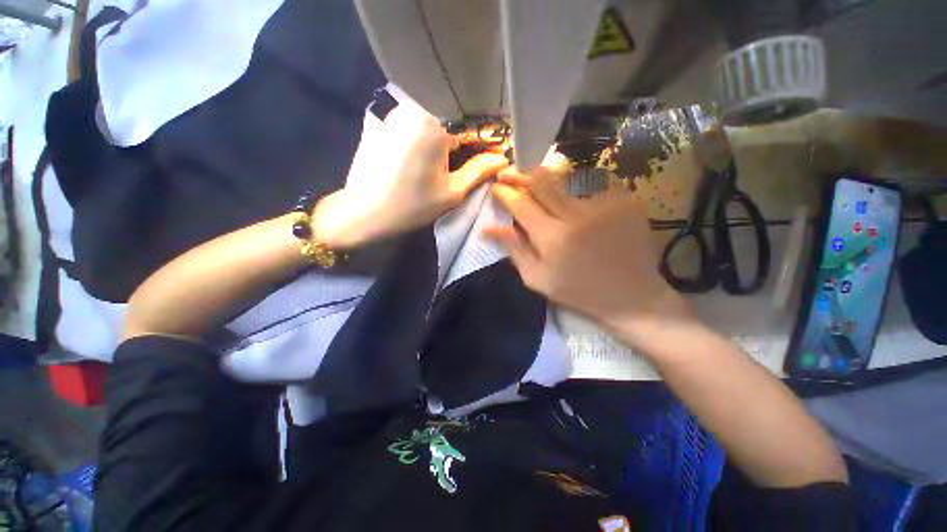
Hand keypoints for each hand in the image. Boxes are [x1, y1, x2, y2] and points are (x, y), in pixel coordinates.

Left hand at [314, 104, 509, 248]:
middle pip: (460, 113)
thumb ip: (479, 170)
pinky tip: (449, 149)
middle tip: (490, 155)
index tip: (505, 152)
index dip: (495, 138)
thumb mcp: (451, 192)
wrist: (363, 212)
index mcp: (435, 122)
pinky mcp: (391, 119)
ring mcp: (401, 109)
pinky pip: (426, 118)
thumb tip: (503, 158)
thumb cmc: (410, 206)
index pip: (478, 121)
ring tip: (473, 153)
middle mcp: (417, 104)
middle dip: (479, 134)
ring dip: (461, 132)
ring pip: (443, 114)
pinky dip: (442, 131)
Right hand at [485, 165, 694, 343]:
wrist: (630, 295)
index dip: (505, 193)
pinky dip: (576, 195)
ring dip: (547, 183)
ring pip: (565, 182)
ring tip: (539, 188)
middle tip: (510, 174)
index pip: (521, 204)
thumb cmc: (577, 290)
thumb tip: (489, 228)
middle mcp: (576, 214)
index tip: (496, 187)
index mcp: (552, 237)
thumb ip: (513, 249)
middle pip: (542, 182)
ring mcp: (603, 204)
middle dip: (521, 174)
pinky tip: (577, 208)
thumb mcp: (537, 278)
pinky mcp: (624, 201)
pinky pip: (590, 190)